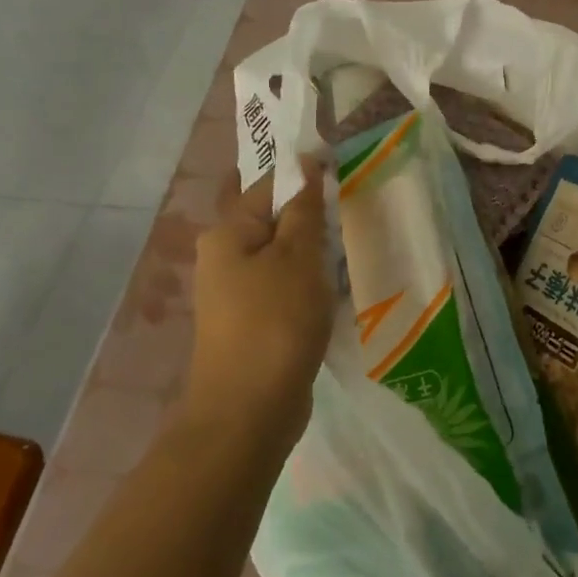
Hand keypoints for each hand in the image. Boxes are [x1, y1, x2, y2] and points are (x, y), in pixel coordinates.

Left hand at [185, 160, 333, 446]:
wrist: (250, 410)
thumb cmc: (275, 321)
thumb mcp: (298, 256)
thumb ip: (304, 209)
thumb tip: (306, 166)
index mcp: (227, 233)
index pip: (269, 184)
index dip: (307, 177)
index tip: (345, 174)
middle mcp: (224, 257)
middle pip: (274, 220)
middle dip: (312, 217)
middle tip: (353, 212)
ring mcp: (237, 293)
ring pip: (283, 255)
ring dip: (314, 252)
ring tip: (350, 248)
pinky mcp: (254, 321)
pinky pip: (285, 286)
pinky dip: (309, 282)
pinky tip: (335, 287)